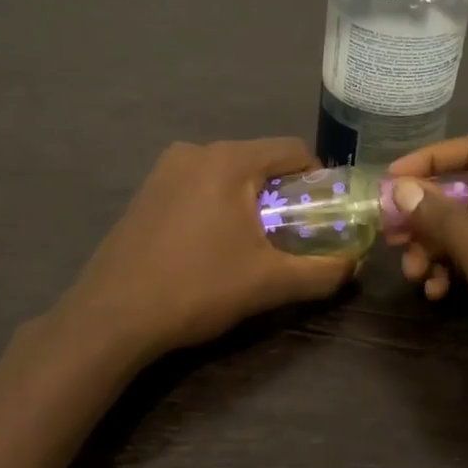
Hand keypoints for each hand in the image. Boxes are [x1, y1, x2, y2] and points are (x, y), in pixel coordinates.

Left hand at [54, 138, 354, 363]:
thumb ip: (322, 271)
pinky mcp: (146, 192)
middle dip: (283, 195)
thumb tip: (354, 264)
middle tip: (292, 237)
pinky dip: (218, 206)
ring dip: (250, 202)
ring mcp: (164, 170)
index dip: (319, 180)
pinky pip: (199, 187)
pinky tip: (212, 247)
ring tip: (252, 247)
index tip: (323, 216)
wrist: (112, 317)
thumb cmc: (197, 289)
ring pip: (228, 175)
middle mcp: (195, 151)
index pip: (293, 150)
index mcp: (228, 160)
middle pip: (260, 161)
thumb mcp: (269, 283)